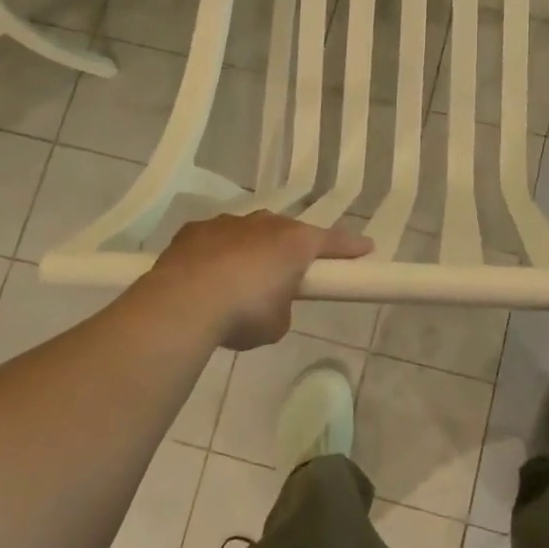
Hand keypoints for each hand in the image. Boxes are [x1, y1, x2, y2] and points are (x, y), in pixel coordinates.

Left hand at [150, 213, 371, 350]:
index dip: (351, 248)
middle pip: (287, 232)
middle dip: (291, 249)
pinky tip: (207, 276)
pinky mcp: (194, 230)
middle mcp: (264, 224)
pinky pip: (215, 240)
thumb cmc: (243, 313)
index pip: (333, 241)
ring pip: (249, 232)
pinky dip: (217, 254)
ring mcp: (227, 223)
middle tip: (290, 273)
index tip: (366, 249)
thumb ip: (282, 308)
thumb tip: (271, 304)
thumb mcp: (276, 324)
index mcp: (294, 242)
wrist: (182, 304)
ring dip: (251, 250)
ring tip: (241, 280)